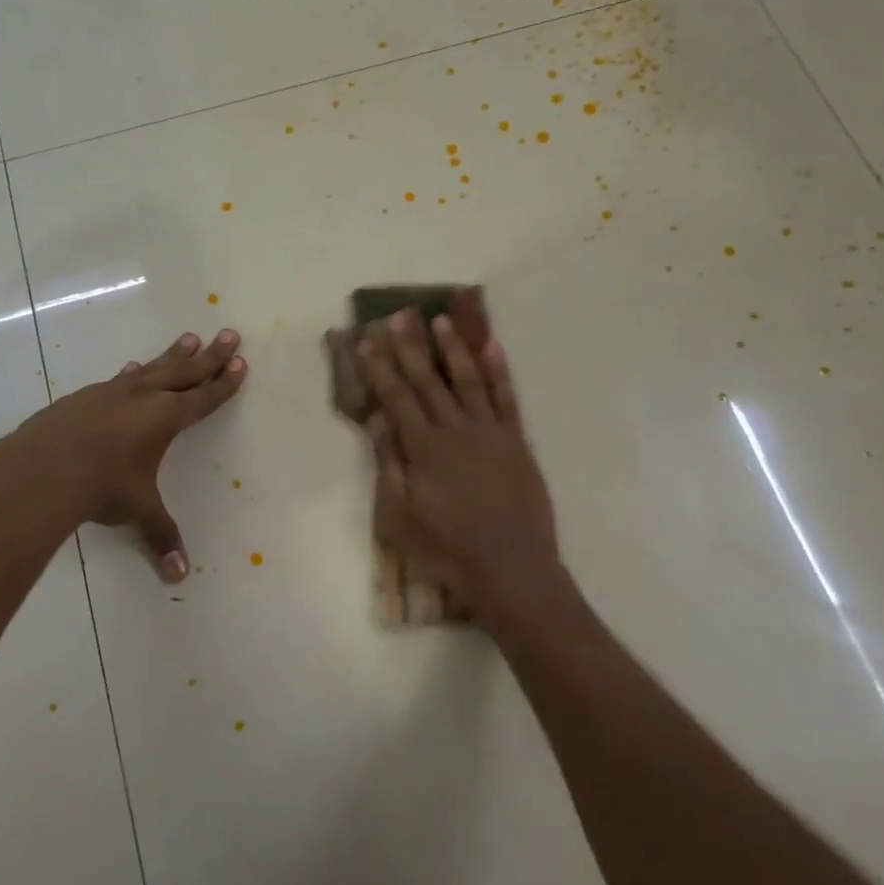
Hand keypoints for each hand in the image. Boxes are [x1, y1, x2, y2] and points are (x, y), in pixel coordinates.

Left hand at [6, 329, 245, 581]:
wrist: (42, 469)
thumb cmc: (102, 486)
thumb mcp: (138, 511)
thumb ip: (161, 536)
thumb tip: (180, 576)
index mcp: (165, 418)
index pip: (203, 397)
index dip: (224, 383)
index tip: (241, 363)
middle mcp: (143, 398)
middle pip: (185, 370)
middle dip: (211, 355)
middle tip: (229, 334)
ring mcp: (111, 393)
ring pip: (152, 368)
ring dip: (173, 354)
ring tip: (189, 338)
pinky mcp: (83, 397)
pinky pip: (119, 380)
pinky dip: (133, 373)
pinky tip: (131, 370)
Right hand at [358, 312, 560, 623]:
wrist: (510, 569)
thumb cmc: (446, 550)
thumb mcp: (399, 518)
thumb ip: (389, 465)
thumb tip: (378, 420)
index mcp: (424, 448)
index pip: (396, 398)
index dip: (380, 369)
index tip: (366, 341)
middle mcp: (455, 430)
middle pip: (428, 381)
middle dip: (411, 347)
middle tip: (399, 316)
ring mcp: (490, 433)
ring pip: (468, 380)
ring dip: (452, 349)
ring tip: (441, 321)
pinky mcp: (517, 442)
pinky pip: (507, 398)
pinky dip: (499, 370)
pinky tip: (492, 346)